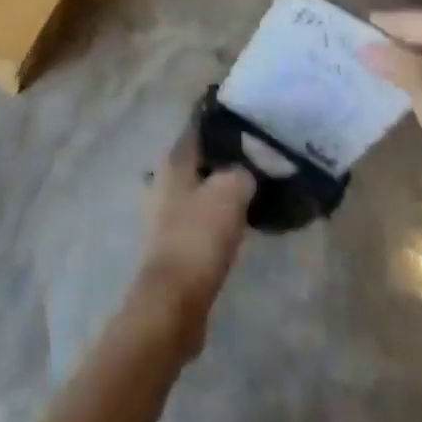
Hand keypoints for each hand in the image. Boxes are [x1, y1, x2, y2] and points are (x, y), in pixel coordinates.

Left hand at [131, 131, 254, 354]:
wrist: (173, 302)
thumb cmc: (198, 237)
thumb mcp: (230, 193)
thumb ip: (242, 173)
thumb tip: (247, 171)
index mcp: (173, 160)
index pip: (198, 127)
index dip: (222, 121)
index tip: (248, 119)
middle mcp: (164, 180)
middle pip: (200, 159)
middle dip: (225, 157)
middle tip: (258, 157)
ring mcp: (164, 213)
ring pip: (200, 188)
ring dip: (222, 188)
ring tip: (254, 188)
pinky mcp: (172, 242)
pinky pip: (200, 217)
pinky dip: (217, 215)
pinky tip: (239, 221)